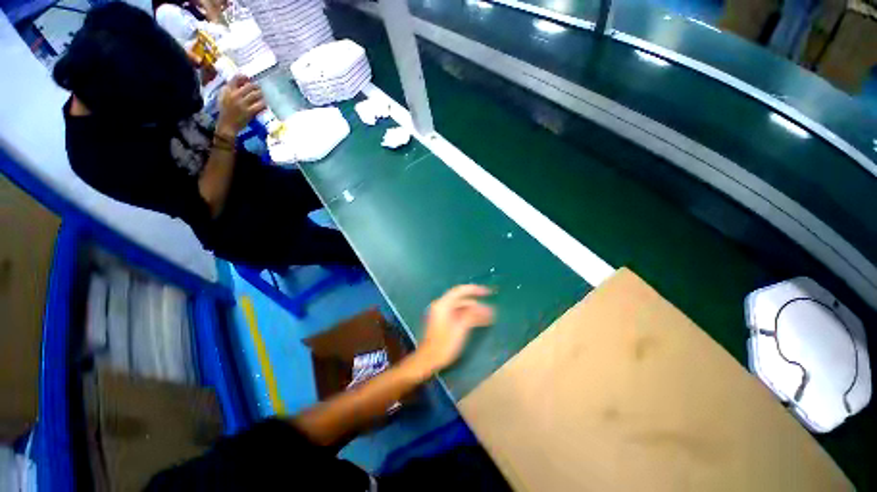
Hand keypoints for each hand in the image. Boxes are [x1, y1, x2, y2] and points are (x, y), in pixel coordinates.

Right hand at [216, 74, 265, 137]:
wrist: (227, 124)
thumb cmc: (225, 110)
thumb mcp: (223, 96)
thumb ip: (230, 88)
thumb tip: (241, 81)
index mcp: (227, 90)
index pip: (236, 78)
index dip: (244, 77)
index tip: (249, 78)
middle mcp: (235, 95)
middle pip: (249, 86)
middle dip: (256, 86)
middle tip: (259, 89)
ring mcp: (243, 104)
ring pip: (256, 95)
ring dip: (261, 95)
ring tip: (262, 96)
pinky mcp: (249, 112)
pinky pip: (260, 106)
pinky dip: (264, 105)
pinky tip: (265, 105)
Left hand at [411, 285, 493, 376]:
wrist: (428, 359)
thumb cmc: (444, 345)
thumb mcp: (460, 329)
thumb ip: (471, 315)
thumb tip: (483, 307)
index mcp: (443, 305)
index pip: (460, 291)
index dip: (475, 290)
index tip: (488, 292)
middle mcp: (442, 306)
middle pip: (462, 300)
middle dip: (478, 304)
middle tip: (491, 310)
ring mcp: (443, 313)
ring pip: (462, 308)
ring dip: (475, 311)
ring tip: (490, 317)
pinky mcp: (445, 321)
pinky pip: (459, 314)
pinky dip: (470, 316)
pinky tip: (481, 321)